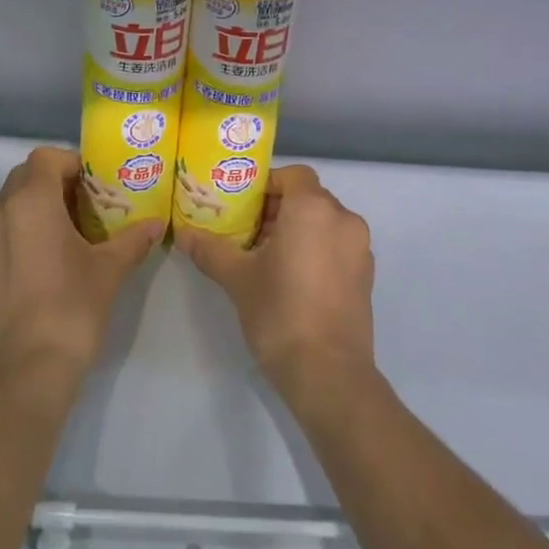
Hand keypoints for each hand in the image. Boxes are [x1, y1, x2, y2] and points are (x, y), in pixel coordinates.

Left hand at [0, 147, 161, 383]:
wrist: (28, 369)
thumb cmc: (72, 306)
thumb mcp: (110, 269)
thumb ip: (133, 239)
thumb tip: (156, 224)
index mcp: (29, 201)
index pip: (46, 158)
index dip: (73, 163)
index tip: (99, 183)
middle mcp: (0, 212)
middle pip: (27, 176)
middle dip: (58, 181)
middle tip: (91, 203)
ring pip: (14, 202)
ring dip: (41, 204)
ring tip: (76, 229)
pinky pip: (6, 228)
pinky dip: (27, 227)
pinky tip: (54, 255)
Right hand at [176, 165, 375, 403]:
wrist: (328, 373)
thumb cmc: (280, 312)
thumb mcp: (237, 278)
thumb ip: (210, 250)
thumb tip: (183, 234)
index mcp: (314, 209)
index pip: (292, 175)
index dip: (266, 184)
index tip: (242, 207)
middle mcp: (343, 220)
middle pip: (308, 198)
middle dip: (277, 209)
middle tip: (245, 232)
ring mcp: (359, 249)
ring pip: (324, 223)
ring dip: (296, 230)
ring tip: (264, 257)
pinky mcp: (366, 276)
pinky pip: (336, 246)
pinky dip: (315, 250)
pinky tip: (291, 279)